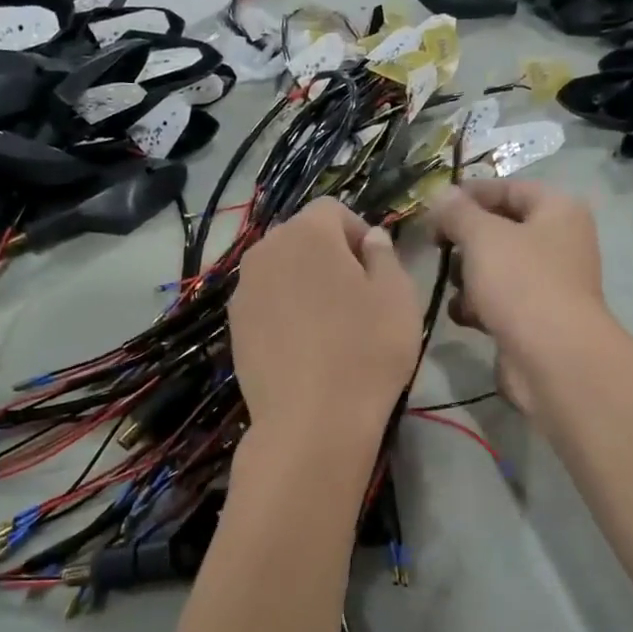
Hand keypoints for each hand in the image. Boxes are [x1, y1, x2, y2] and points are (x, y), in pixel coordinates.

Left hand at [229, 198, 421, 435]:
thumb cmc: (366, 350)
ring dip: (305, 282)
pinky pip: (266, 302)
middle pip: (302, 237)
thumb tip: (371, 239)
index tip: (377, 269)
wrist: (312, 421)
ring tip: (330, 323)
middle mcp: (266, 250)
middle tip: (357, 296)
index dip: (359, 232)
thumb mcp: (398, 296)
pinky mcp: (234, 326)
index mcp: (307, 233)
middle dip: (330, 255)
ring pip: (281, 270)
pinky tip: (305, 346)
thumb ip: (384, 255)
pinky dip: (286, 310)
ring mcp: (244, 290)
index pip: (333, 210)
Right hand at [430, 180, 607, 413]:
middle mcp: (559, 243)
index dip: (471, 193)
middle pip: (501, 229)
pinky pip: (498, 301)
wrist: (552, 358)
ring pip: (496, 268)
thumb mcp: (482, 236)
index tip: (433, 205)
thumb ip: (457, 212)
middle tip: (436, 246)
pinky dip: (478, 306)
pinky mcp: (535, 319)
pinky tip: (463, 315)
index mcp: (558, 211)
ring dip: (468, 276)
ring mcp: (548, 284)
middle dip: (465, 239)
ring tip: (453, 285)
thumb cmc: (521, 283)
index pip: (510, 188)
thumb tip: (441, 195)